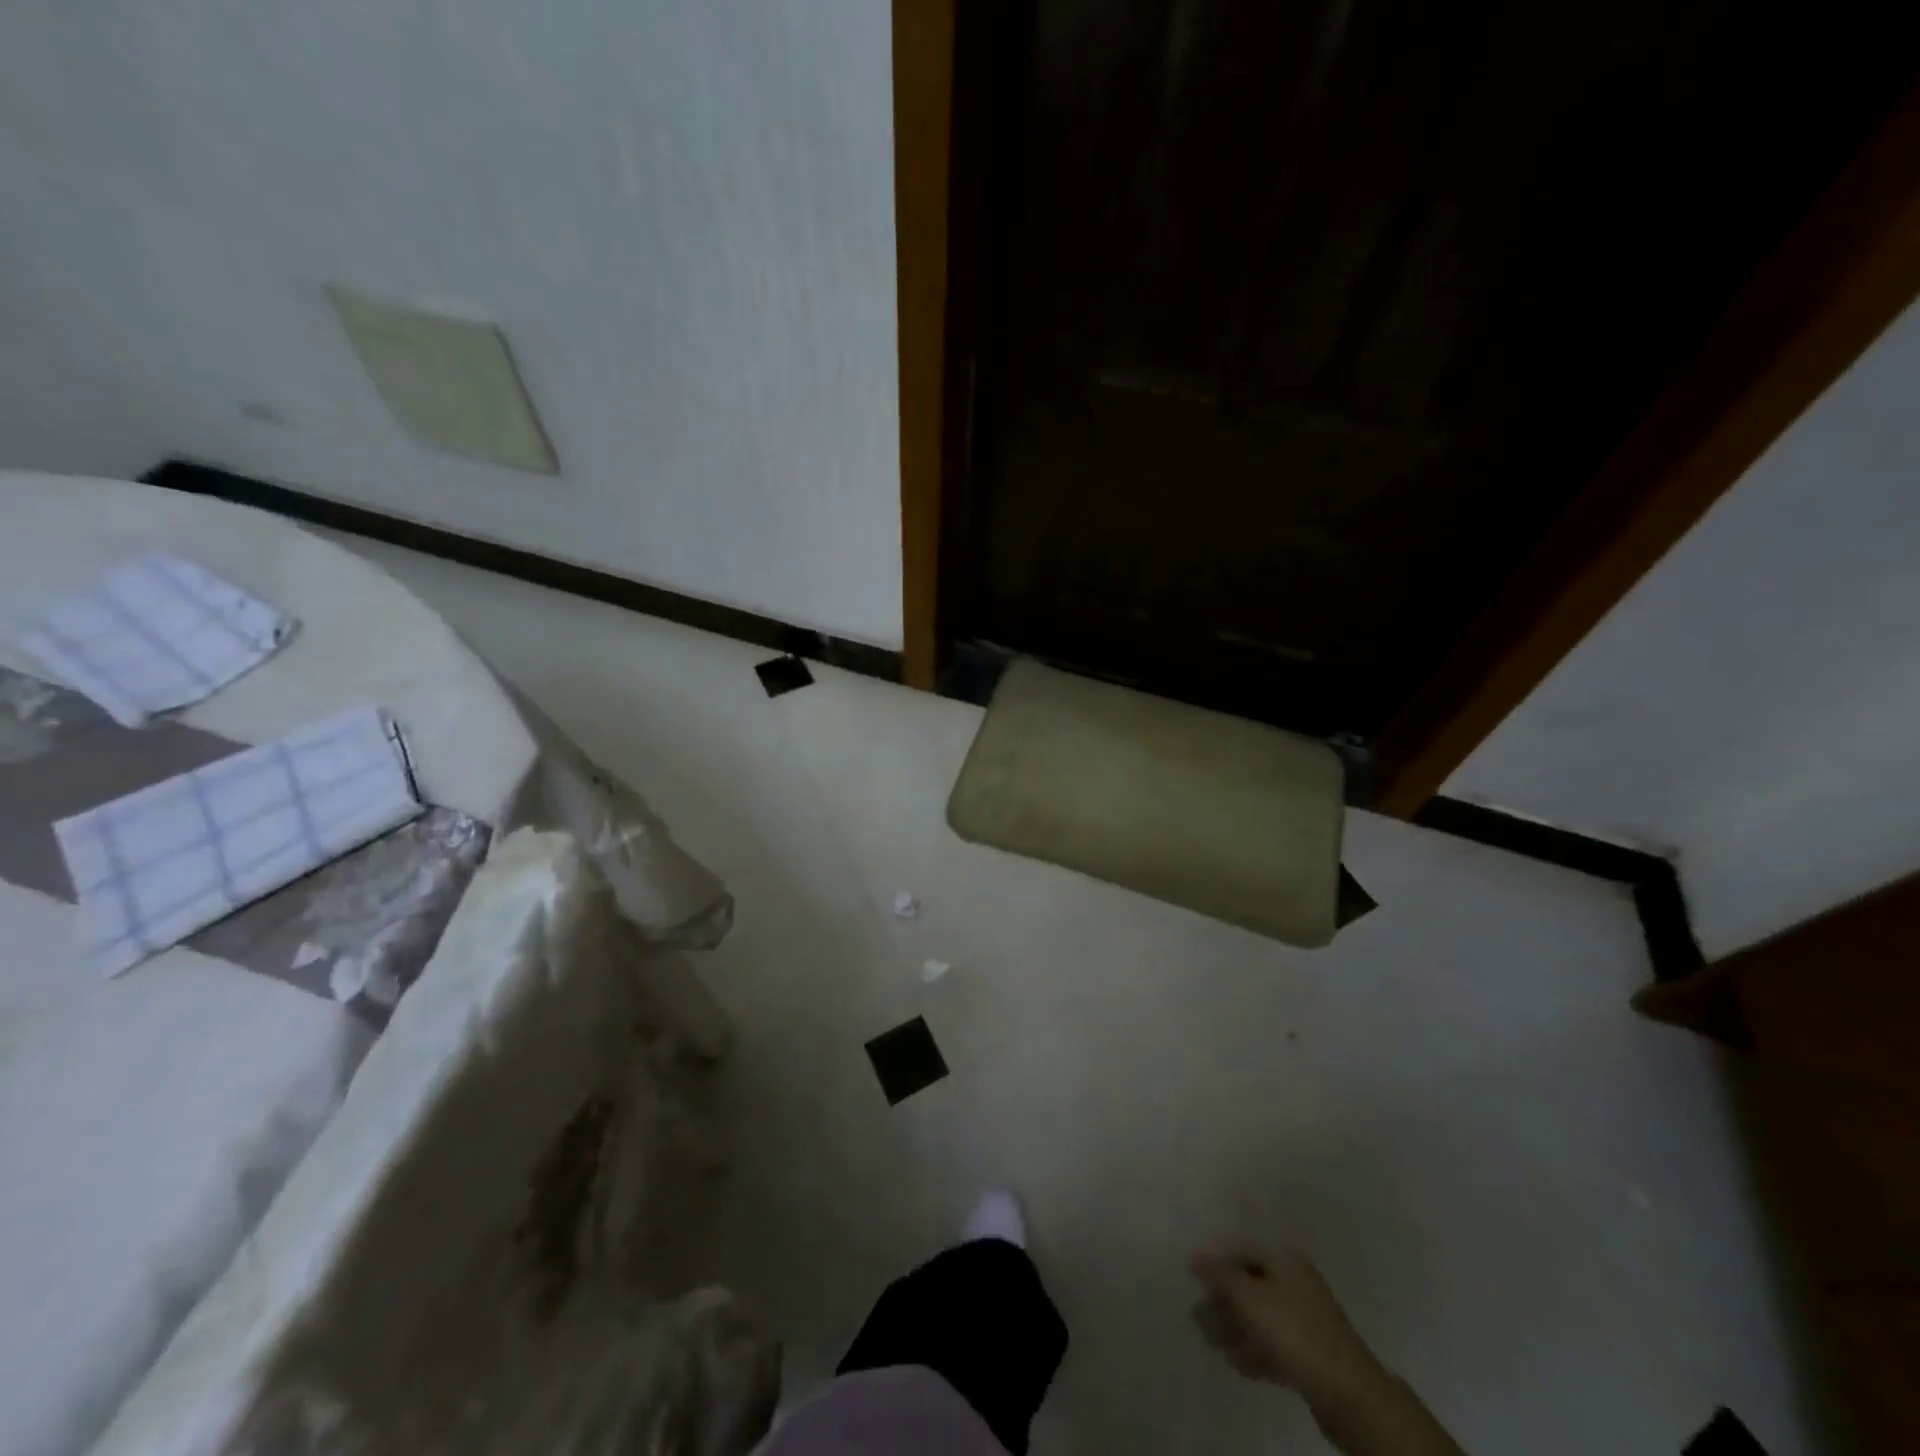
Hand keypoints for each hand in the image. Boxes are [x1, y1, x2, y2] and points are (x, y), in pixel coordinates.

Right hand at [1189, 1246, 1380, 1406]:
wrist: (1349, 1394)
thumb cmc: (1295, 1331)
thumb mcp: (1250, 1298)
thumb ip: (1220, 1275)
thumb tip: (1195, 1256)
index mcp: (1285, 1259)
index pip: (1242, 1248)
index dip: (1215, 1259)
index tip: (1191, 1276)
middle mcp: (1295, 1282)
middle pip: (1250, 1282)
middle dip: (1222, 1298)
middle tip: (1198, 1315)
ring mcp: (1304, 1319)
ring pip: (1260, 1315)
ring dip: (1234, 1326)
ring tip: (1210, 1340)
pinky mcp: (1308, 1353)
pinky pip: (1272, 1343)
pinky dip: (1252, 1348)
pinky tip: (1234, 1360)